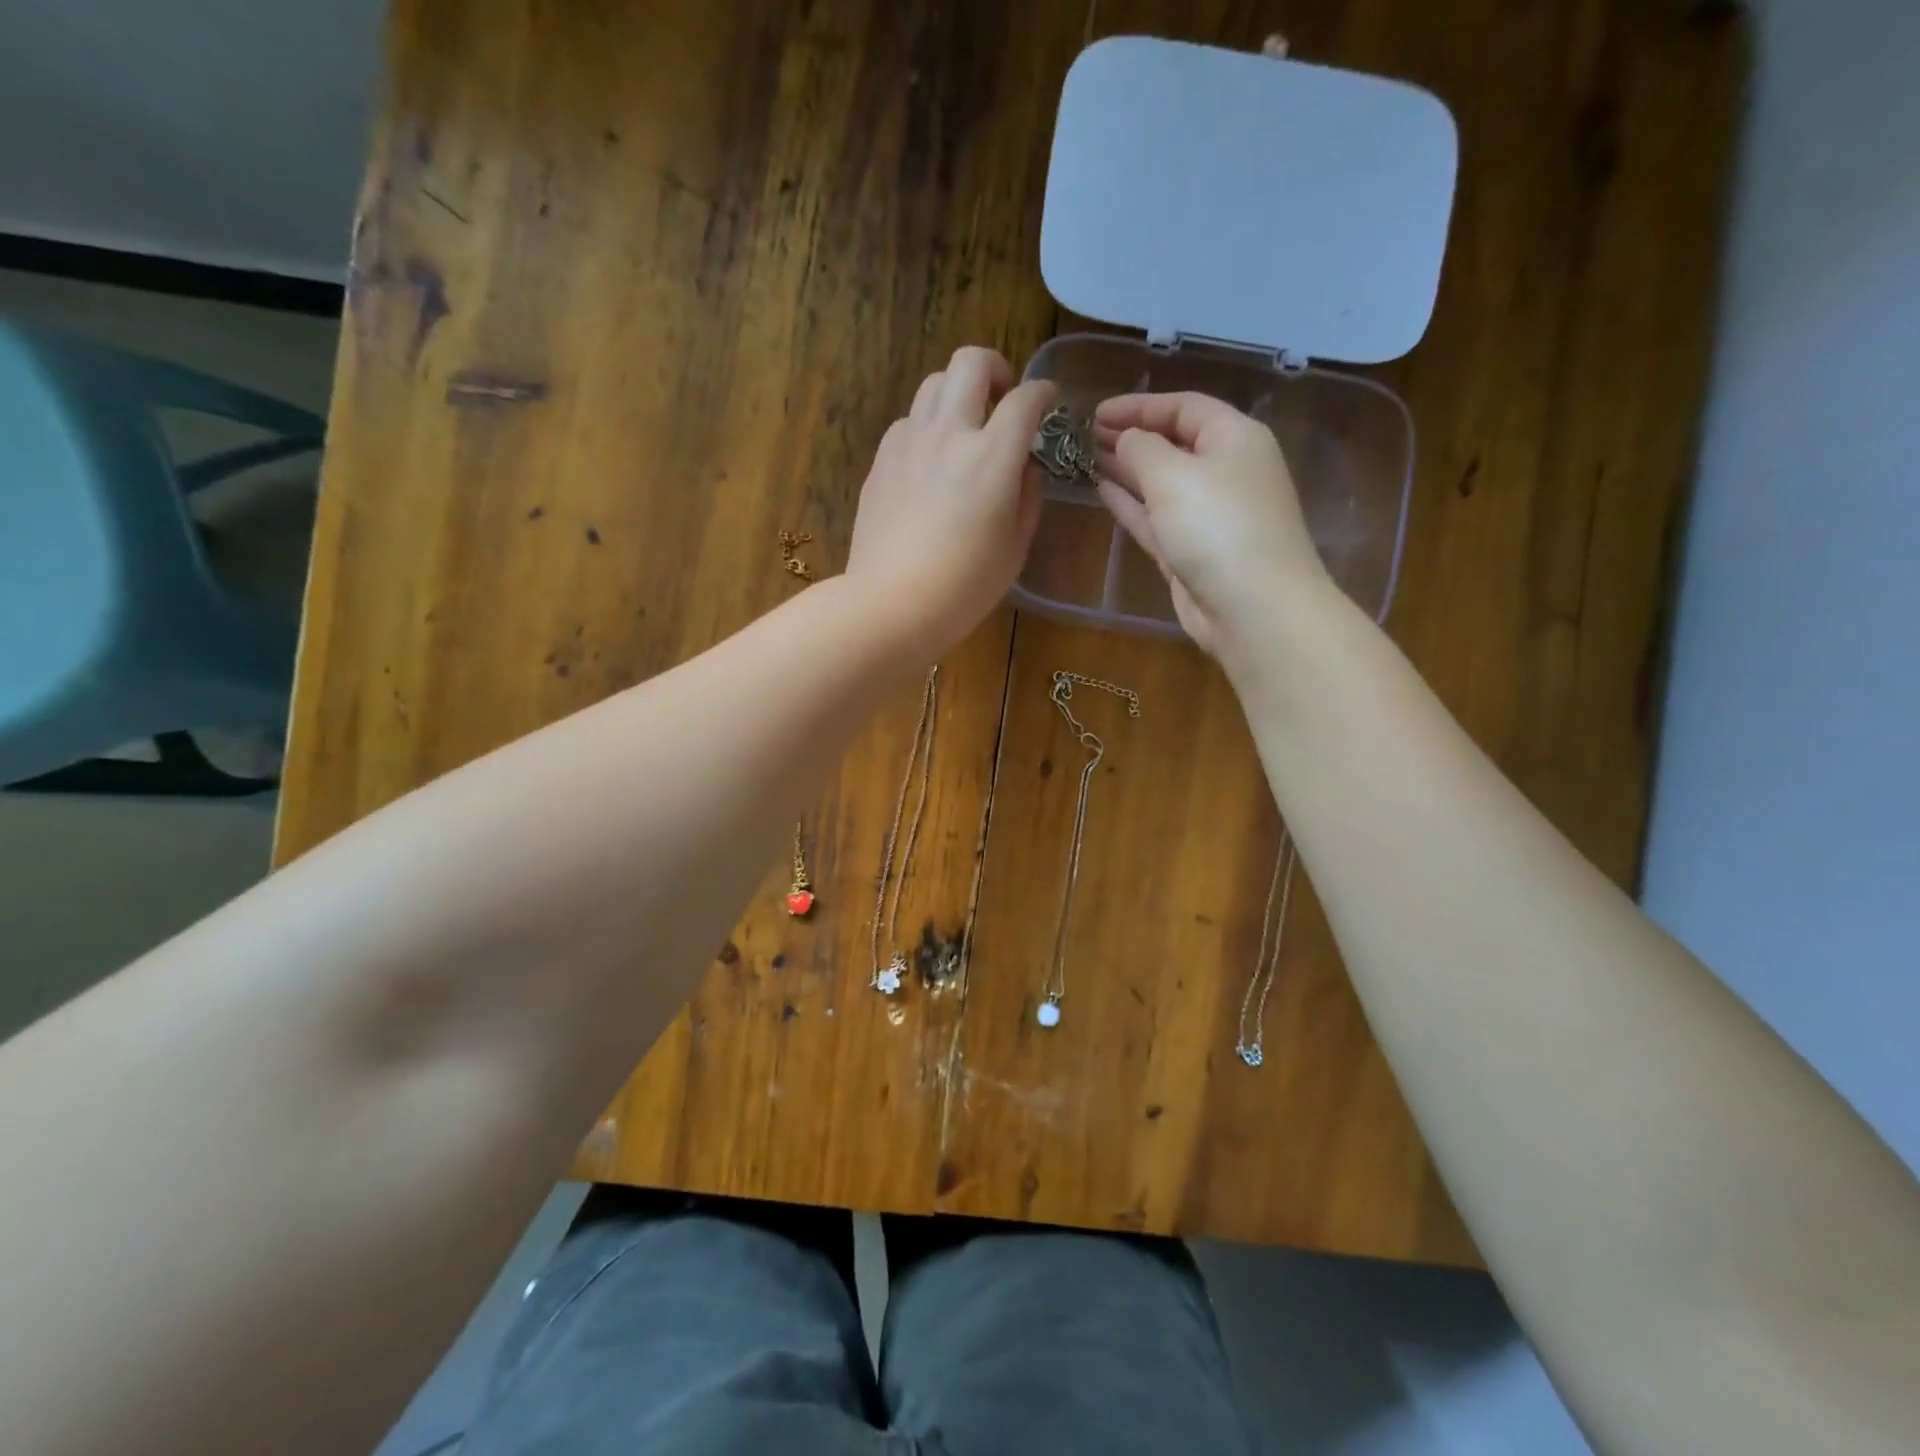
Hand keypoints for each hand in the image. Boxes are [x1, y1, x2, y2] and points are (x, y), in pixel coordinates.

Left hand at [846, 347, 1056, 654]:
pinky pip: (908, 422)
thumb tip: (1024, 468)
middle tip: (1002, 399)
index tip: (1049, 401)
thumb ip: (1026, 497)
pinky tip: (931, 462)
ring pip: (933, 384)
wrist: (891, 604)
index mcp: (992, 457)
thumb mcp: (1014, 547)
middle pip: (970, 362)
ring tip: (964, 429)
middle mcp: (949, 435)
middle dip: (995, 369)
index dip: (1043, 392)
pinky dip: (927, 427)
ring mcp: (909, 443)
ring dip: (957, 395)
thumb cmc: (964, 587)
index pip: (1025, 399)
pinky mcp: (881, 461)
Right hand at [1093, 392, 1327, 656]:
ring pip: (1161, 483)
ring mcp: (1208, 515)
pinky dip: (1131, 504)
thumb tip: (1126, 439)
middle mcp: (1225, 472)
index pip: (1184, 408)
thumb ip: (1142, 449)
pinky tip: (1102, 491)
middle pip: (1174, 444)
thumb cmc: (1217, 527)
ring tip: (1085, 458)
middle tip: (1084, 436)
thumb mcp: (1174, 475)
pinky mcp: (1191, 552)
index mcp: (1234, 439)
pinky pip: (1156, 518)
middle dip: (1131, 437)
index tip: (1095, 412)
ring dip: (1126, 470)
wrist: (1252, 608)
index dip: (1139, 406)